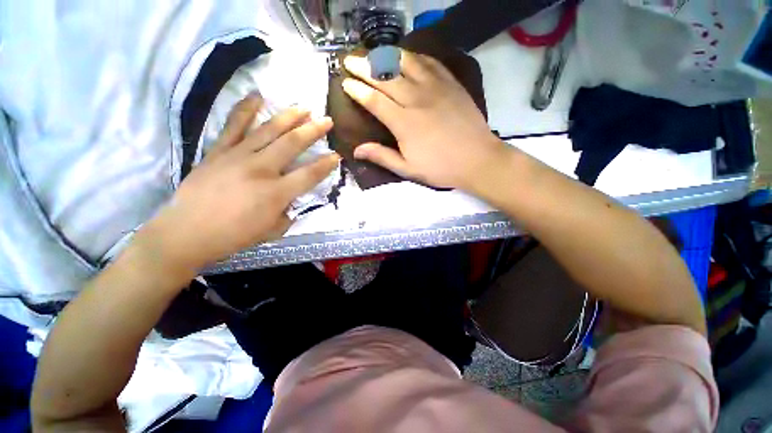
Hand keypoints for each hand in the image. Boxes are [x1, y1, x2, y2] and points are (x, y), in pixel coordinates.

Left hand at [141, 94, 338, 271]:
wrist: (186, 232)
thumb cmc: (234, 236)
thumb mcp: (272, 231)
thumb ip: (288, 212)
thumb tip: (291, 199)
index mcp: (276, 193)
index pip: (310, 174)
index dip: (326, 164)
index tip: (337, 155)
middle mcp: (261, 169)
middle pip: (293, 144)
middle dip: (313, 131)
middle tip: (327, 120)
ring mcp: (238, 156)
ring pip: (268, 130)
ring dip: (289, 116)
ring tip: (304, 106)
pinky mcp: (219, 151)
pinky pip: (233, 125)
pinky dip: (245, 109)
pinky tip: (256, 96)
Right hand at [341, 50, 505, 189]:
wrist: (477, 160)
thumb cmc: (441, 168)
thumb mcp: (408, 169)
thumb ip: (382, 157)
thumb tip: (356, 150)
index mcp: (403, 123)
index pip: (374, 100)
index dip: (357, 90)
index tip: (345, 83)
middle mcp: (416, 99)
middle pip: (385, 77)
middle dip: (364, 67)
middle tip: (350, 61)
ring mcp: (435, 88)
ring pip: (406, 63)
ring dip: (387, 56)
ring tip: (374, 53)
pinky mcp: (451, 84)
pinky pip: (430, 63)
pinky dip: (415, 57)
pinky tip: (407, 56)